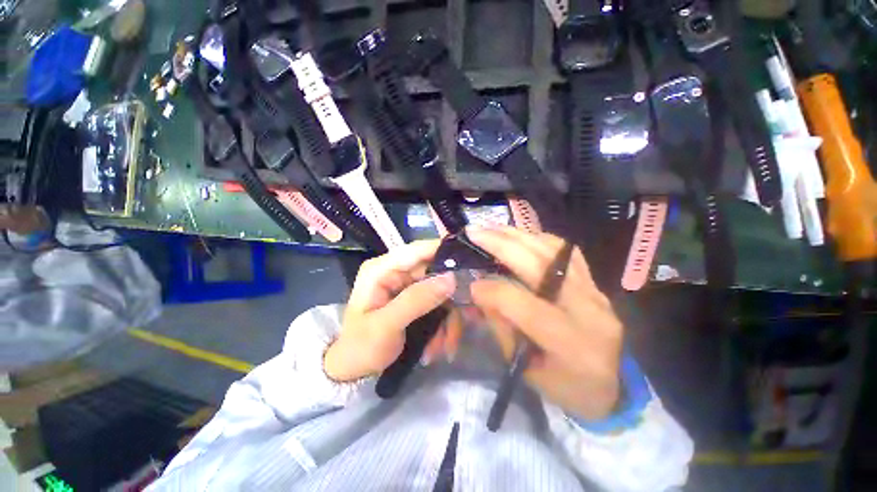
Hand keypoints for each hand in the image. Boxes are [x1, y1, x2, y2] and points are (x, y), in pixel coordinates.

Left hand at [324, 240, 458, 381]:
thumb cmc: (361, 347)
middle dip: (450, 299)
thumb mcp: (387, 325)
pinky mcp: (414, 298)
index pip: (417, 250)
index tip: (471, 263)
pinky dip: (442, 324)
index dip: (444, 251)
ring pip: (440, 291)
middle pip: (435, 273)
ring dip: (447, 319)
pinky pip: (438, 305)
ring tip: (445, 347)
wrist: (353, 369)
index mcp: (382, 269)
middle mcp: (396, 271)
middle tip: (465, 319)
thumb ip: (417, 300)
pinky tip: (437, 347)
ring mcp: (407, 285)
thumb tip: (451, 278)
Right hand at [469, 226, 622, 420]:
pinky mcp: (595, 282)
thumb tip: (480, 291)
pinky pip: (566, 250)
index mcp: (572, 345)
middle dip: (501, 246)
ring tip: (490, 228)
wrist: (612, 386)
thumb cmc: (566, 388)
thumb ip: (502, 327)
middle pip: (541, 266)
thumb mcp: (527, 371)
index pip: (526, 306)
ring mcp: (596, 291)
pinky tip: (519, 236)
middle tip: (474, 233)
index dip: (493, 291)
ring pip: (553, 251)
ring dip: (517, 235)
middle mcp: (589, 311)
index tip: (471, 284)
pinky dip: (538, 238)